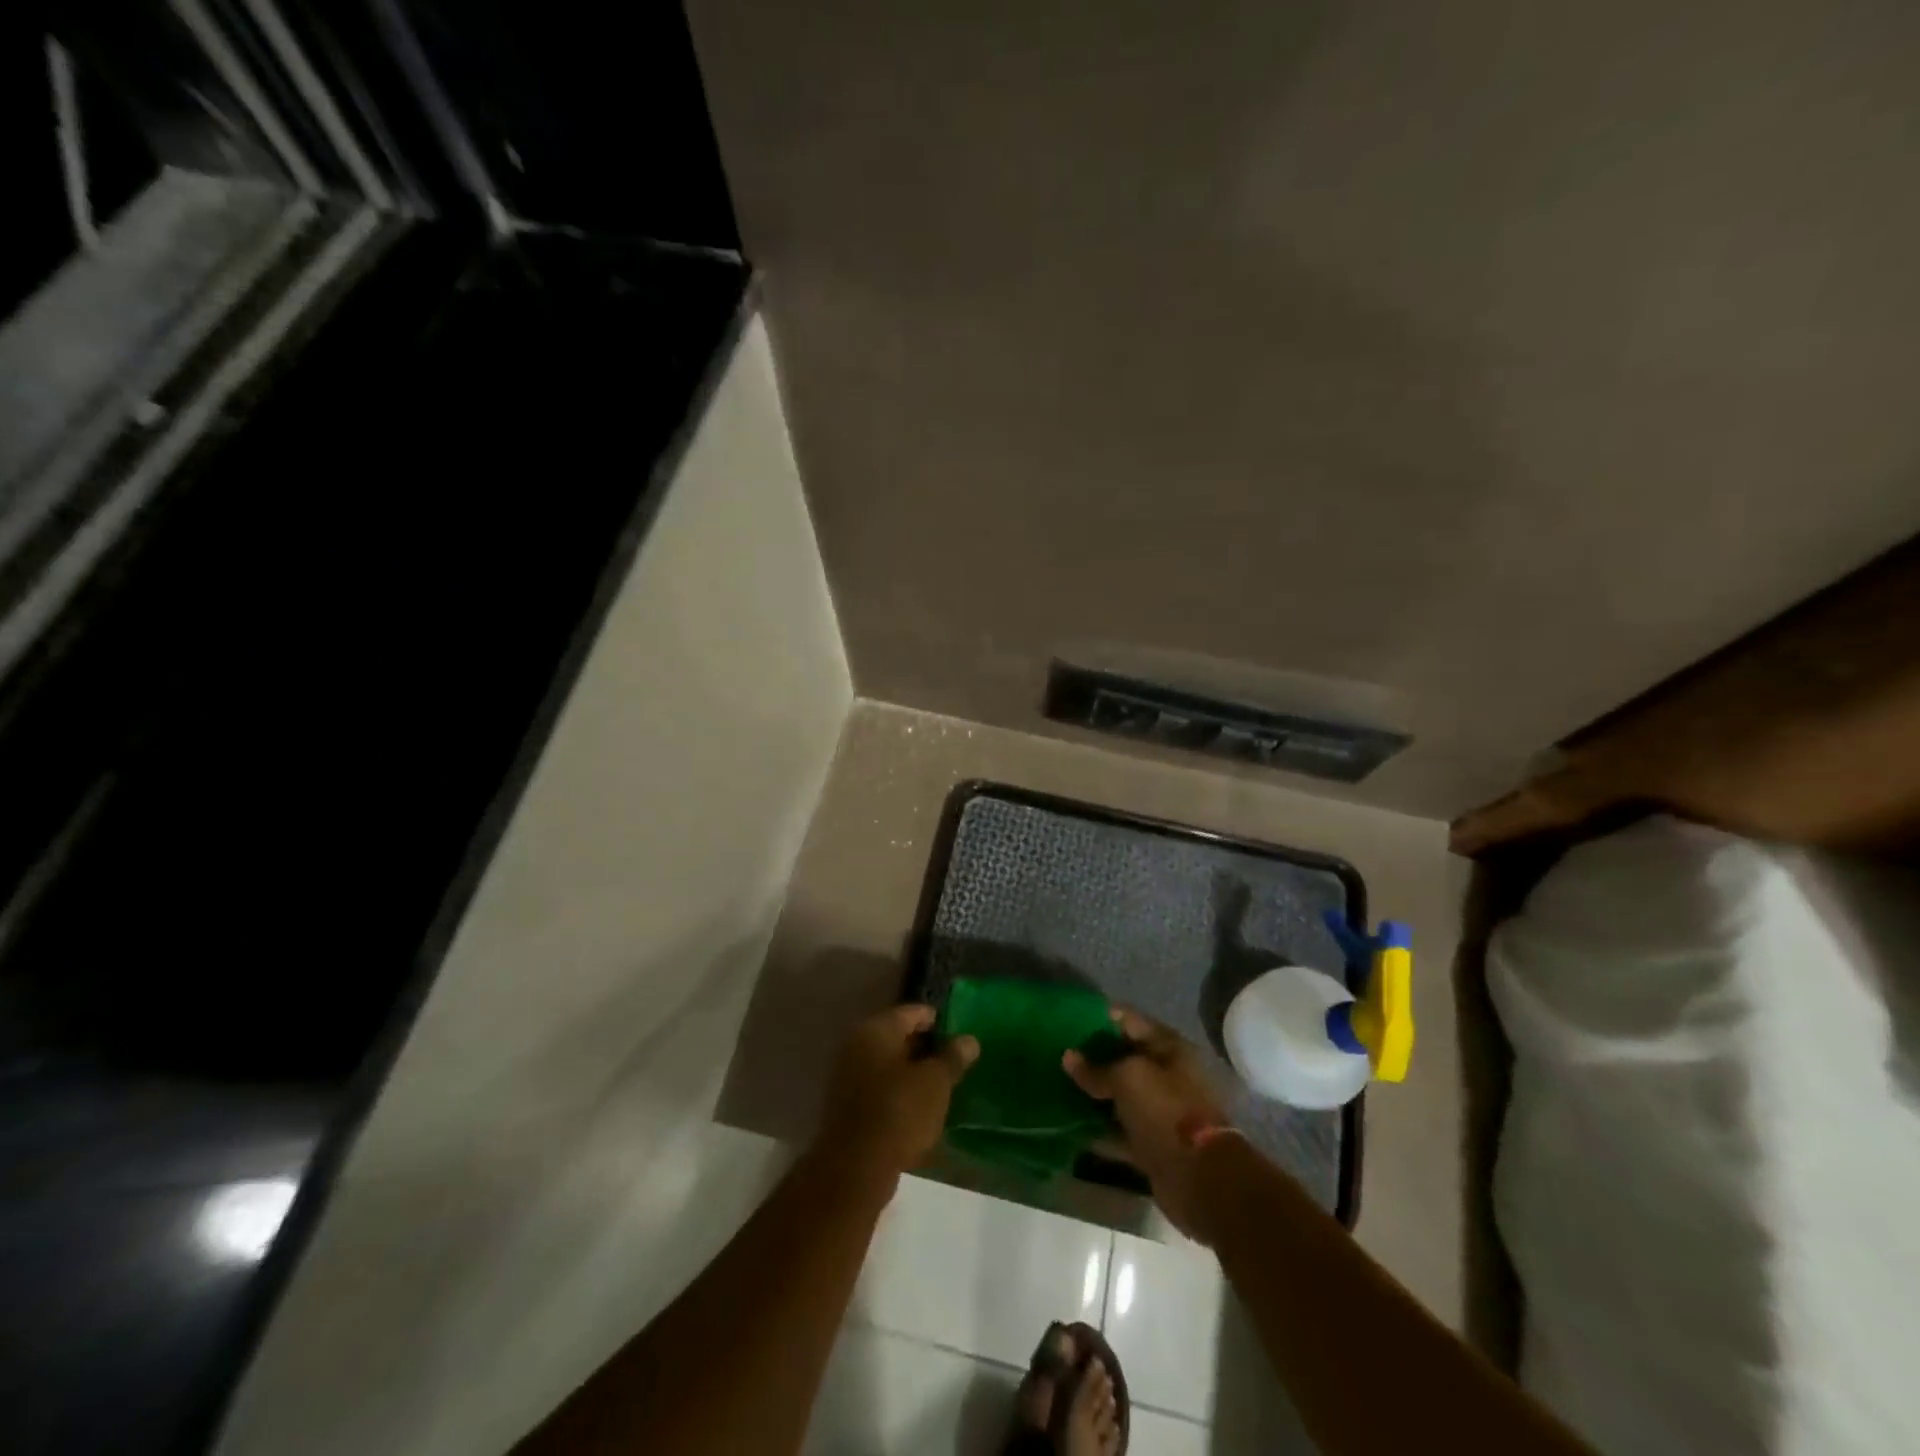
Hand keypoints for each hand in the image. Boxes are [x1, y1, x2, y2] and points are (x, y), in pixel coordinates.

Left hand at [818, 1004, 978, 1175]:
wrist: (853, 1169)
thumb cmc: (898, 1112)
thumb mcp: (936, 1083)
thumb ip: (953, 1057)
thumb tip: (969, 1040)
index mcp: (877, 1029)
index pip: (913, 1012)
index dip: (940, 1022)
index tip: (962, 1037)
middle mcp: (858, 1044)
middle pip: (899, 1037)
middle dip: (927, 1048)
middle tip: (956, 1063)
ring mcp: (848, 1076)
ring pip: (890, 1065)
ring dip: (914, 1073)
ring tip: (943, 1087)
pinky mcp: (848, 1106)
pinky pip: (880, 1089)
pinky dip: (900, 1093)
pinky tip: (921, 1109)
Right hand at [1065, 1008, 1228, 1239]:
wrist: (1200, 1178)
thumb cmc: (1166, 1111)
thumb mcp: (1127, 1079)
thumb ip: (1096, 1068)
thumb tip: (1068, 1057)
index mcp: (1169, 1048)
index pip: (1129, 1020)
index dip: (1099, 1017)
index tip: (1067, 1018)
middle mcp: (1168, 1076)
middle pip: (1124, 1058)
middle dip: (1093, 1056)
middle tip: (1057, 1053)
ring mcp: (1161, 1112)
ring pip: (1121, 1096)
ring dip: (1094, 1094)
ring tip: (1058, 1086)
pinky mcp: (1153, 1144)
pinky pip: (1120, 1131)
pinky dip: (1100, 1130)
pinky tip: (1070, 1126)